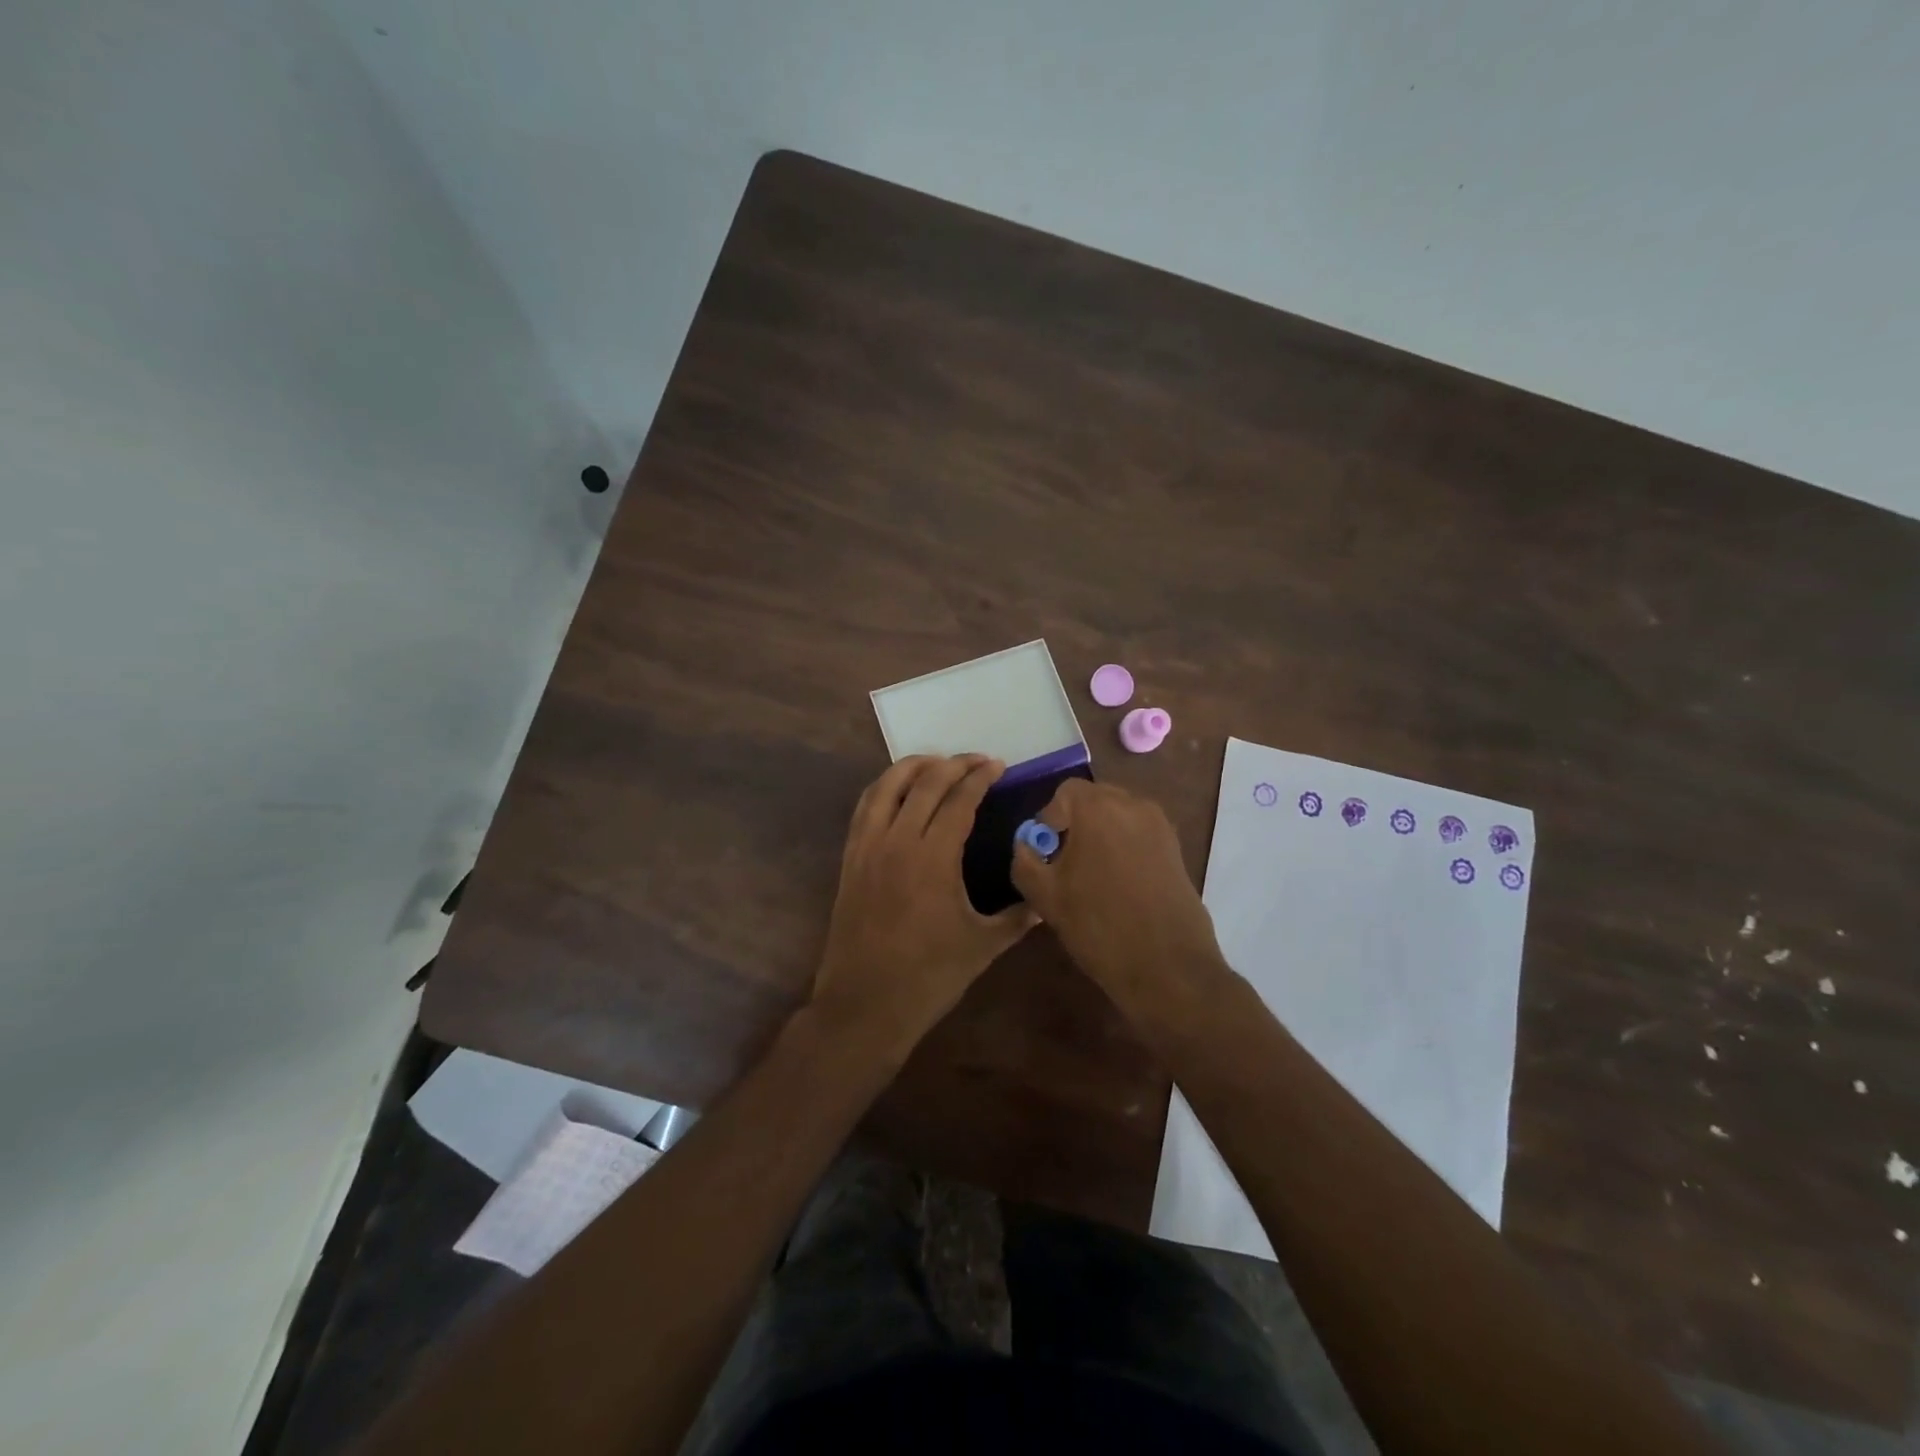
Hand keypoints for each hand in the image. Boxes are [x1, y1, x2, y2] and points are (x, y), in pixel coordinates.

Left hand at [812, 755, 1037, 1055]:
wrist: (865, 1004)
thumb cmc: (929, 976)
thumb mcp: (983, 946)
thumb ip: (1017, 917)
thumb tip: (1046, 902)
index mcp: (933, 856)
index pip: (959, 799)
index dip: (980, 777)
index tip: (997, 765)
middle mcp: (897, 840)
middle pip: (925, 782)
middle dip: (954, 764)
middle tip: (978, 761)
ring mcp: (868, 847)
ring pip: (887, 786)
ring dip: (914, 766)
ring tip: (937, 763)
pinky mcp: (850, 858)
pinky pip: (865, 807)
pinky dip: (884, 787)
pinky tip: (898, 791)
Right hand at [1010, 777, 1227, 1021]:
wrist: (1167, 966)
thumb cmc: (1098, 926)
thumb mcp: (1044, 896)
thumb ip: (1025, 860)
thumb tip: (1026, 844)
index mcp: (1098, 807)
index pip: (1064, 792)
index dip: (1049, 819)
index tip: (1045, 852)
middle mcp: (1133, 804)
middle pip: (1094, 798)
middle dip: (1075, 823)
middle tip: (1065, 861)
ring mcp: (1160, 825)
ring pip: (1118, 815)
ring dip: (1101, 834)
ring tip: (1092, 874)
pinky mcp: (1176, 848)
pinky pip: (1139, 832)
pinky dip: (1124, 846)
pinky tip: (1119, 883)